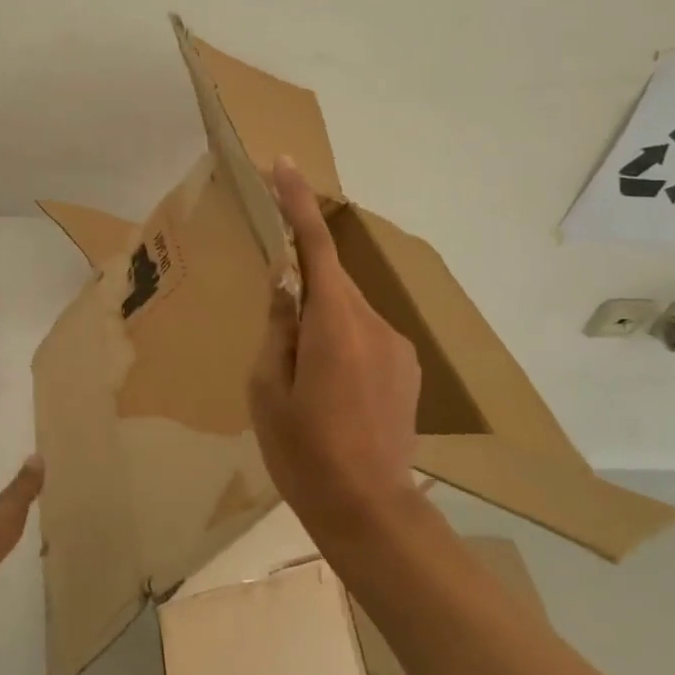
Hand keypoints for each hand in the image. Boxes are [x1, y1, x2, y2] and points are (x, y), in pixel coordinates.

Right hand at [249, 158, 421, 539]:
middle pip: (330, 281)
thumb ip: (277, 327)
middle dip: (300, 286)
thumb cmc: (303, 451)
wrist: (369, 510)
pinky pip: (365, 334)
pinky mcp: (407, 367)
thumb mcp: (267, 388)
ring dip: (321, 322)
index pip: (314, 247)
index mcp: (332, 325)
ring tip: (303, 378)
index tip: (285, 164)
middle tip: (275, 332)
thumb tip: (285, 285)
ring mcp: (397, 346)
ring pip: (346, 310)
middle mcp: (373, 323)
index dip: (299, 203)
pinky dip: (341, 341)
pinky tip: (333, 390)